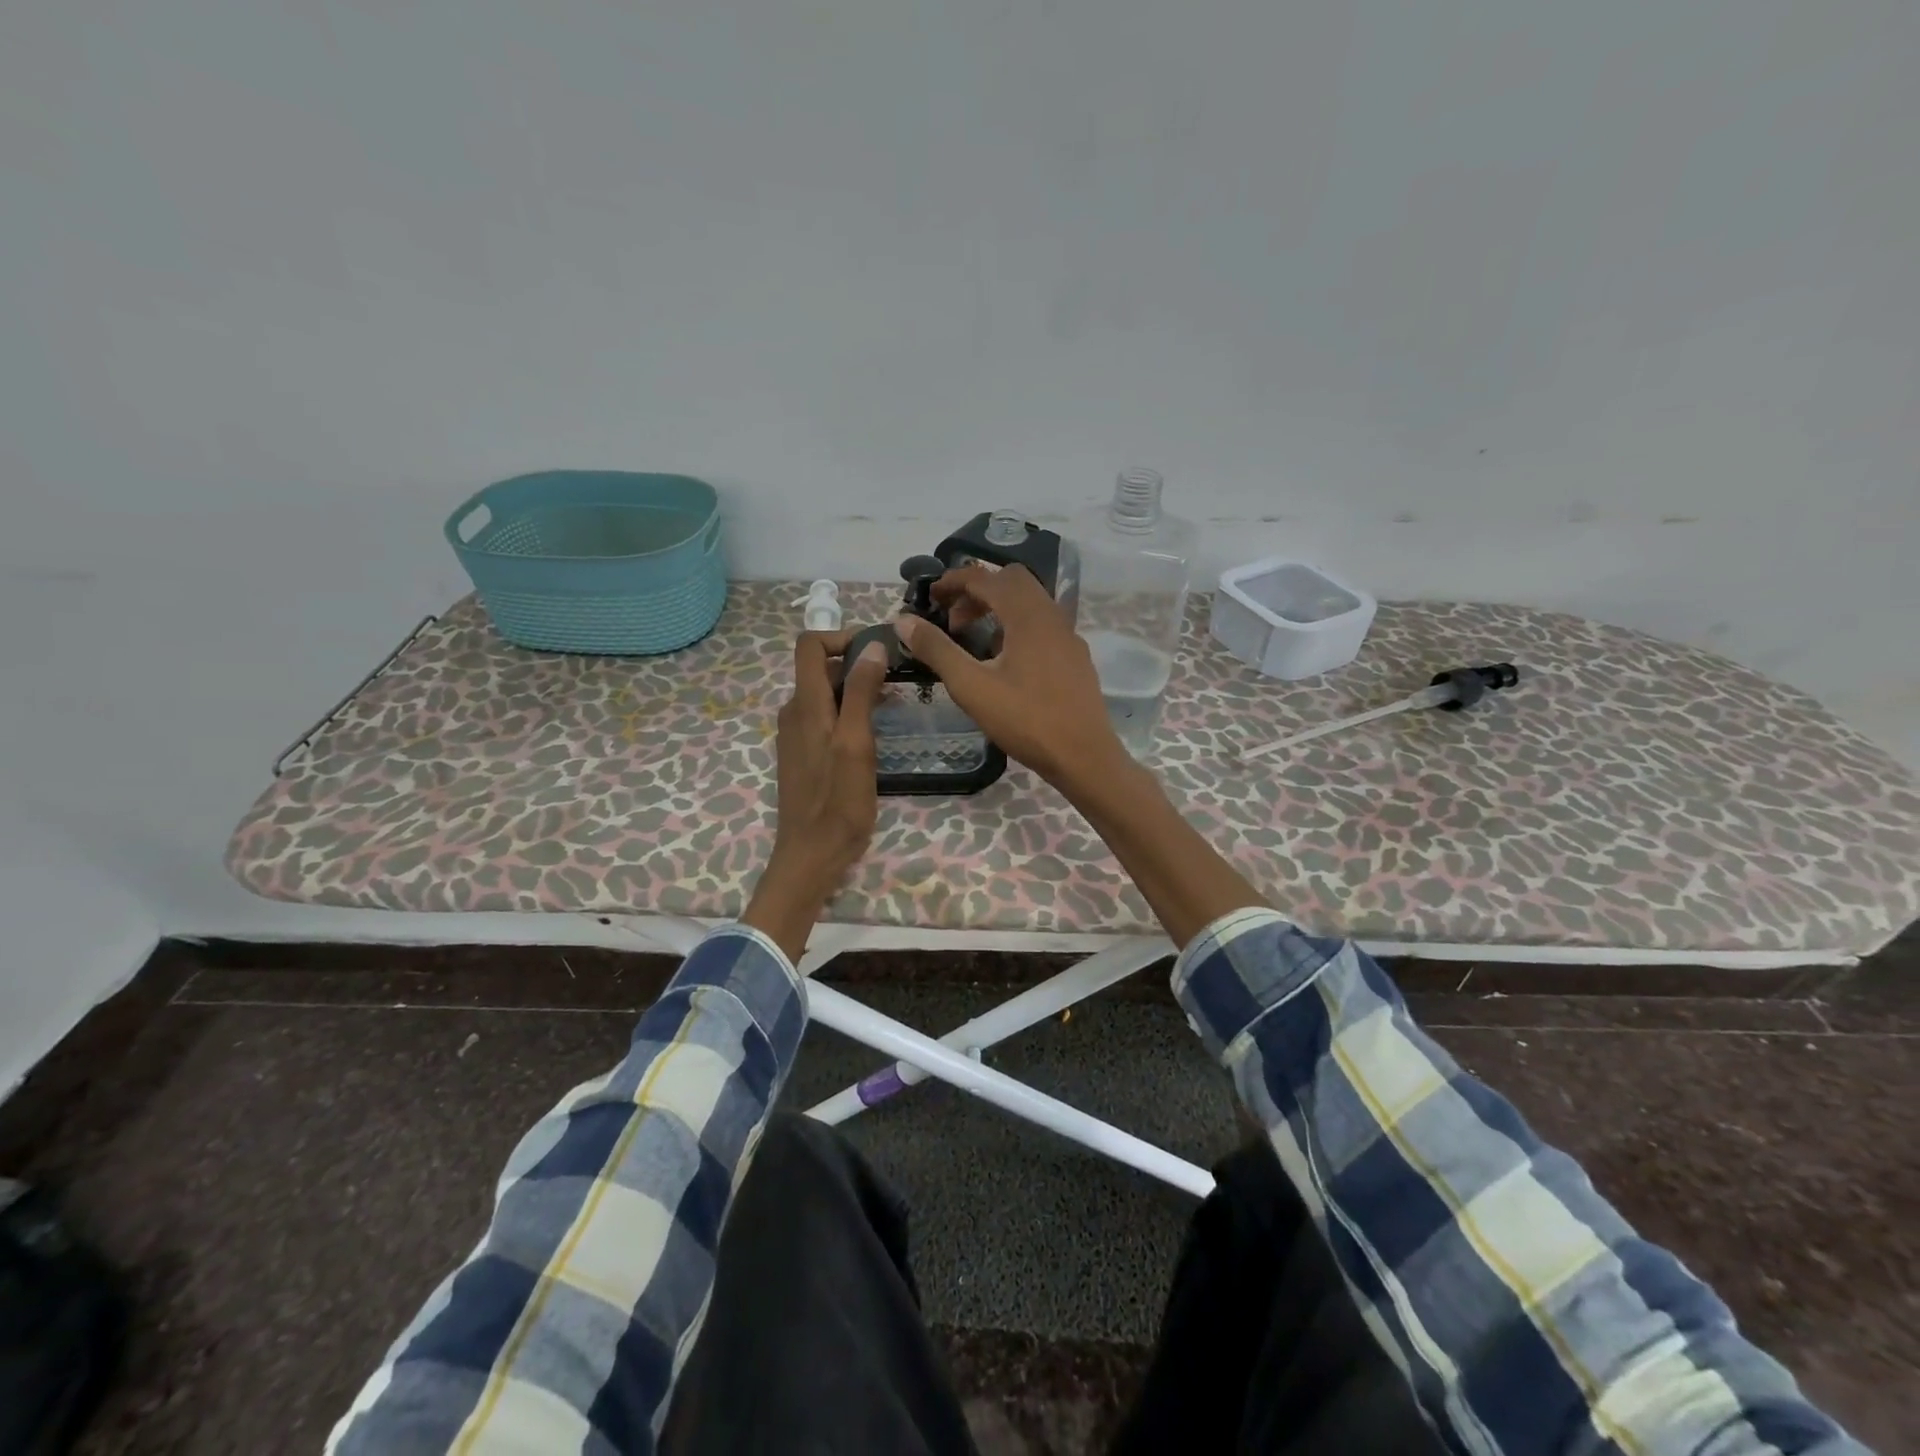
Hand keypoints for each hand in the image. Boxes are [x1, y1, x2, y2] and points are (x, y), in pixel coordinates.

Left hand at [741, 632, 889, 962]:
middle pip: (821, 668)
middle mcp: (794, 712)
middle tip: (898, 681)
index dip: (842, 636)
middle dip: (858, 665)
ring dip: (857, 691)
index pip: (809, 644)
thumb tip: (872, 646)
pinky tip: (874, 735)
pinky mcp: (804, 754)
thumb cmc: (838, 802)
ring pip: (826, 695)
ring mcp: (797, 735)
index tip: (879, 649)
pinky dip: (849, 714)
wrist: (811, 855)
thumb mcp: (856, 744)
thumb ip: (860, 692)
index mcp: (804, 704)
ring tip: (893, 707)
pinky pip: (826, 718)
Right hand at [892, 564, 1123, 791]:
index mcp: (1027, 615)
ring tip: (974, 641)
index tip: (929, 597)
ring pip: (1030, 602)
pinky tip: (1005, 662)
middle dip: (977, 591)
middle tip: (953, 621)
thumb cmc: (1026, 720)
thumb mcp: (971, 687)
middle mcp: (1052, 615)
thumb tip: (904, 621)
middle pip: (1011, 582)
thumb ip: (937, 650)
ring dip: (998, 608)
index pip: (985, 578)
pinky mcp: (1075, 657)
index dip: (952, 582)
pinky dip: (1017, 626)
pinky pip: (1043, 624)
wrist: (1084, 757)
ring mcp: (1068, 636)